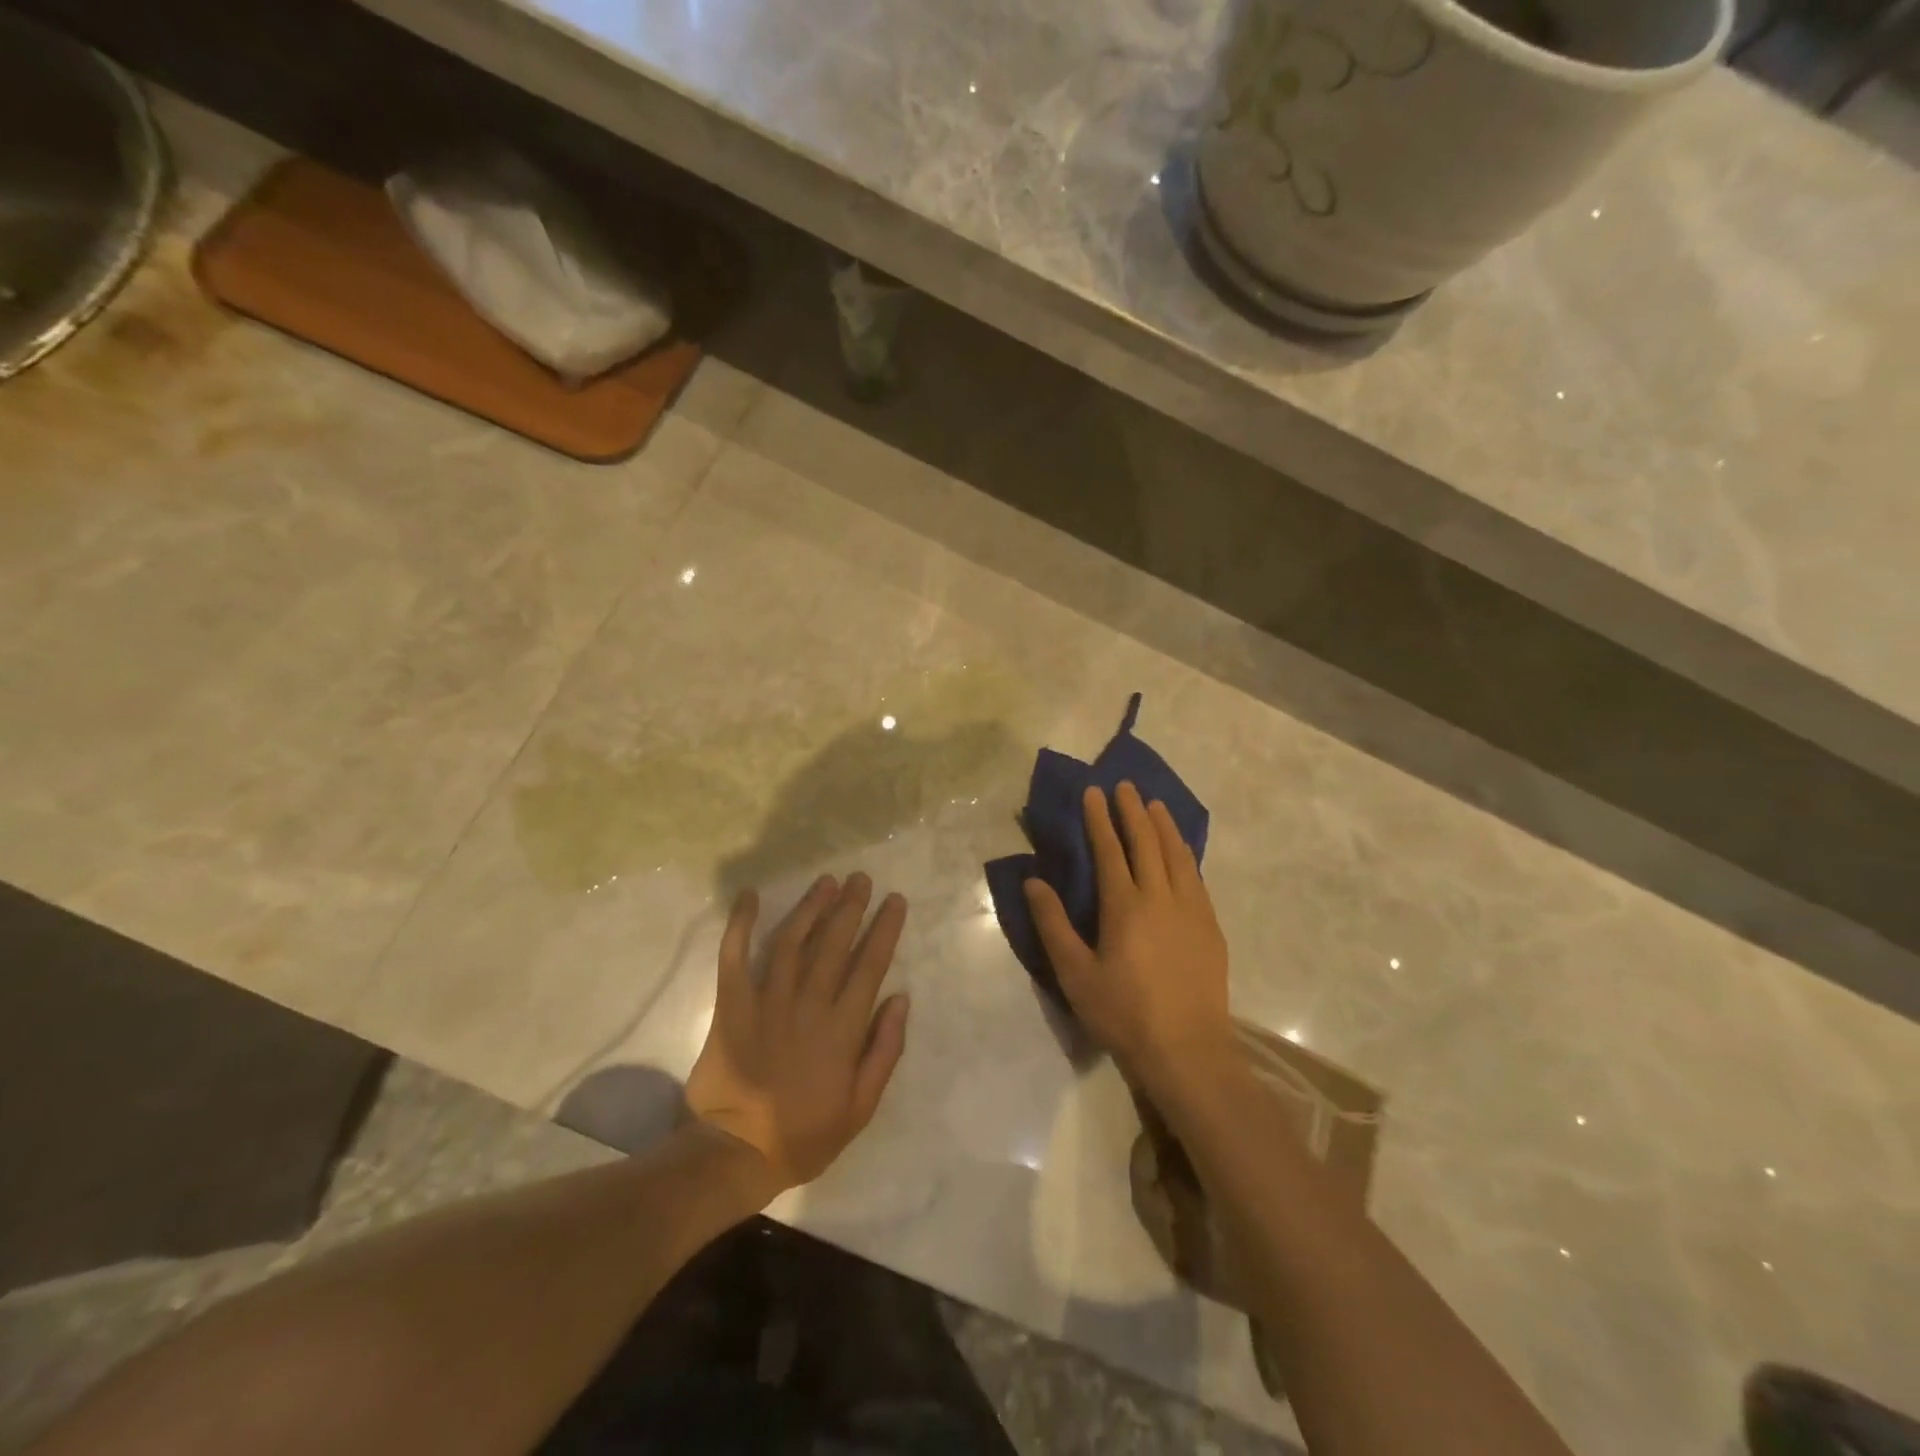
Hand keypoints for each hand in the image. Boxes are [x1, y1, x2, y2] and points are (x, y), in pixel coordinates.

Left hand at [686, 874, 909, 1193]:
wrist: (735, 1153)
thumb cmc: (804, 1133)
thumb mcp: (861, 1107)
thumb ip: (884, 1051)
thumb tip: (900, 998)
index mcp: (842, 1028)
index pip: (870, 965)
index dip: (884, 929)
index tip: (894, 900)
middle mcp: (808, 1004)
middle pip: (834, 943)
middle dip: (851, 906)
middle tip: (861, 879)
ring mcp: (767, 1000)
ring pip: (792, 940)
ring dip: (811, 907)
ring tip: (826, 882)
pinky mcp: (731, 1005)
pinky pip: (734, 956)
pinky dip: (740, 924)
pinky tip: (750, 896)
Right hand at [1024, 783, 1233, 1097]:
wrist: (1188, 1051)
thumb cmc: (1123, 1014)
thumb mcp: (1075, 974)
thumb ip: (1053, 924)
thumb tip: (1034, 882)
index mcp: (1125, 906)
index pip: (1110, 850)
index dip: (1100, 819)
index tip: (1094, 792)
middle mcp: (1161, 897)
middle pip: (1147, 843)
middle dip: (1133, 811)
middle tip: (1125, 786)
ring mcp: (1191, 910)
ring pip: (1178, 855)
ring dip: (1164, 826)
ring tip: (1155, 805)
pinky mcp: (1211, 927)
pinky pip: (1196, 877)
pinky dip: (1186, 854)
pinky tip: (1183, 851)